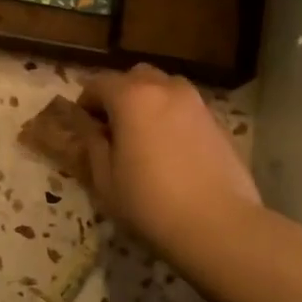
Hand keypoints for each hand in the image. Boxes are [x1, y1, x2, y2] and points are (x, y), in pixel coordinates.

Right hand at [73, 64, 261, 259]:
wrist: (218, 224)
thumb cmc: (150, 203)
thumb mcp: (106, 179)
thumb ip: (92, 143)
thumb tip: (86, 124)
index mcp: (132, 97)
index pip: (99, 83)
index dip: (86, 101)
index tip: (83, 125)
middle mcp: (165, 88)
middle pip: (135, 76)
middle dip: (119, 93)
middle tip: (112, 126)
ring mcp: (196, 102)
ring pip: (165, 87)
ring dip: (149, 100)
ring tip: (144, 134)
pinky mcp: (217, 121)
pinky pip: (186, 107)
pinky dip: (172, 115)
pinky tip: (171, 148)